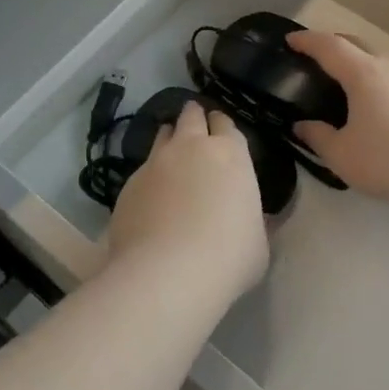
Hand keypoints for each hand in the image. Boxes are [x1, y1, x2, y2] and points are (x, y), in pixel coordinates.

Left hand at [107, 103, 269, 306]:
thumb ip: (253, 220)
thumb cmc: (227, 257)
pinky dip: (149, 175)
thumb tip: (250, 218)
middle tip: (196, 128)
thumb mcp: (258, 241)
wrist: (167, 273)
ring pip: (163, 134)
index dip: (223, 128)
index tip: (222, 136)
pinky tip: (152, 196)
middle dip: (194, 117)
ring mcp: (156, 162)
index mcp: (230, 154)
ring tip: (172, 153)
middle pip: (191, 116)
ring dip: (169, 138)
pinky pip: (142, 169)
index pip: (226, 125)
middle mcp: (191, 147)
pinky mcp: (129, 183)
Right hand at [287, 31, 388, 205]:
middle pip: (357, 44)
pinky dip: (379, 82)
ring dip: (359, 64)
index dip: (308, 41)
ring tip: (347, 84)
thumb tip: (302, 126)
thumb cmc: (386, 159)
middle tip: (317, 57)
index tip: (291, 40)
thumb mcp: (341, 155)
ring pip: (380, 61)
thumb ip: (317, 137)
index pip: (329, 46)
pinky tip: (378, 106)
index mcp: (363, 74)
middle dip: (334, 45)